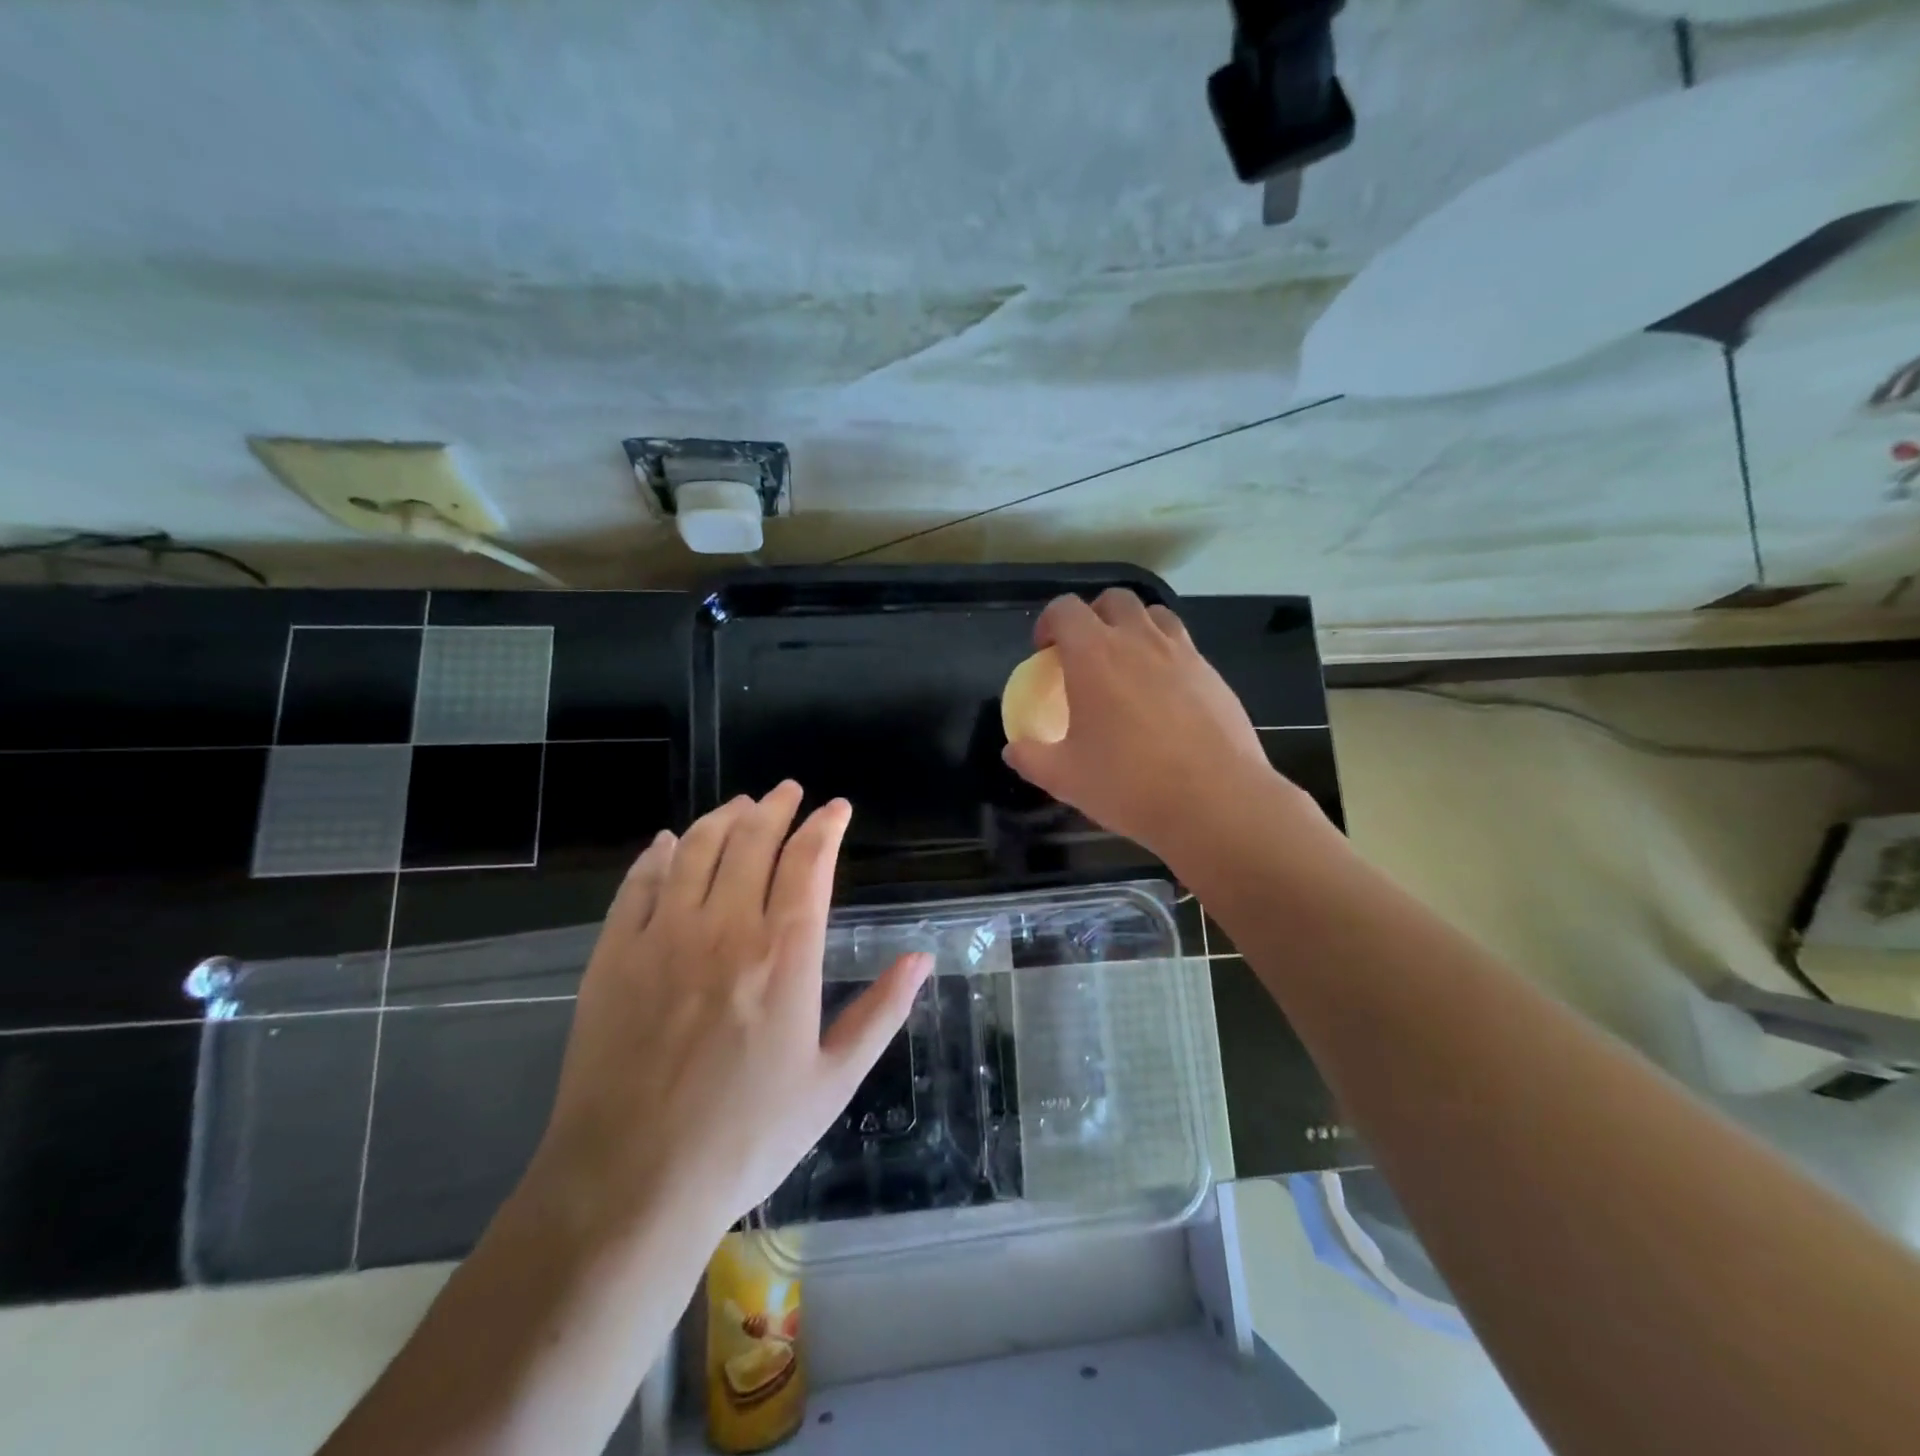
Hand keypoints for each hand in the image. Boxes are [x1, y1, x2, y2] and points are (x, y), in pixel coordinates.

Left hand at [529, 785, 931, 1242]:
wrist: (630, 1184)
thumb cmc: (746, 1137)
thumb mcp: (833, 1082)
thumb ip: (881, 1012)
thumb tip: (922, 958)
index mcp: (784, 955)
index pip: (809, 862)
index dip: (825, 826)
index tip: (836, 808)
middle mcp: (724, 928)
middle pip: (752, 841)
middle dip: (775, 807)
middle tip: (788, 791)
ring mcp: (663, 937)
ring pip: (695, 849)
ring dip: (722, 818)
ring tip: (740, 805)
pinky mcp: (614, 956)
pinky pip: (638, 884)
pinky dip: (658, 854)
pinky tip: (666, 842)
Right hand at [1002, 589, 1298, 860]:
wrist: (1214, 801)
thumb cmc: (1128, 784)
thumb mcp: (1064, 778)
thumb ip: (1031, 757)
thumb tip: (1013, 749)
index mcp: (1094, 655)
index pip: (1065, 609)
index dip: (1049, 622)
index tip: (1044, 651)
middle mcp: (1139, 641)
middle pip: (1114, 600)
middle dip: (1093, 616)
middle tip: (1086, 652)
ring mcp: (1182, 654)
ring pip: (1155, 615)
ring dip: (1134, 627)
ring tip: (1128, 664)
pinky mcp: (1213, 675)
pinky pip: (1184, 647)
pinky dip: (1166, 656)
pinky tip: (1164, 696)